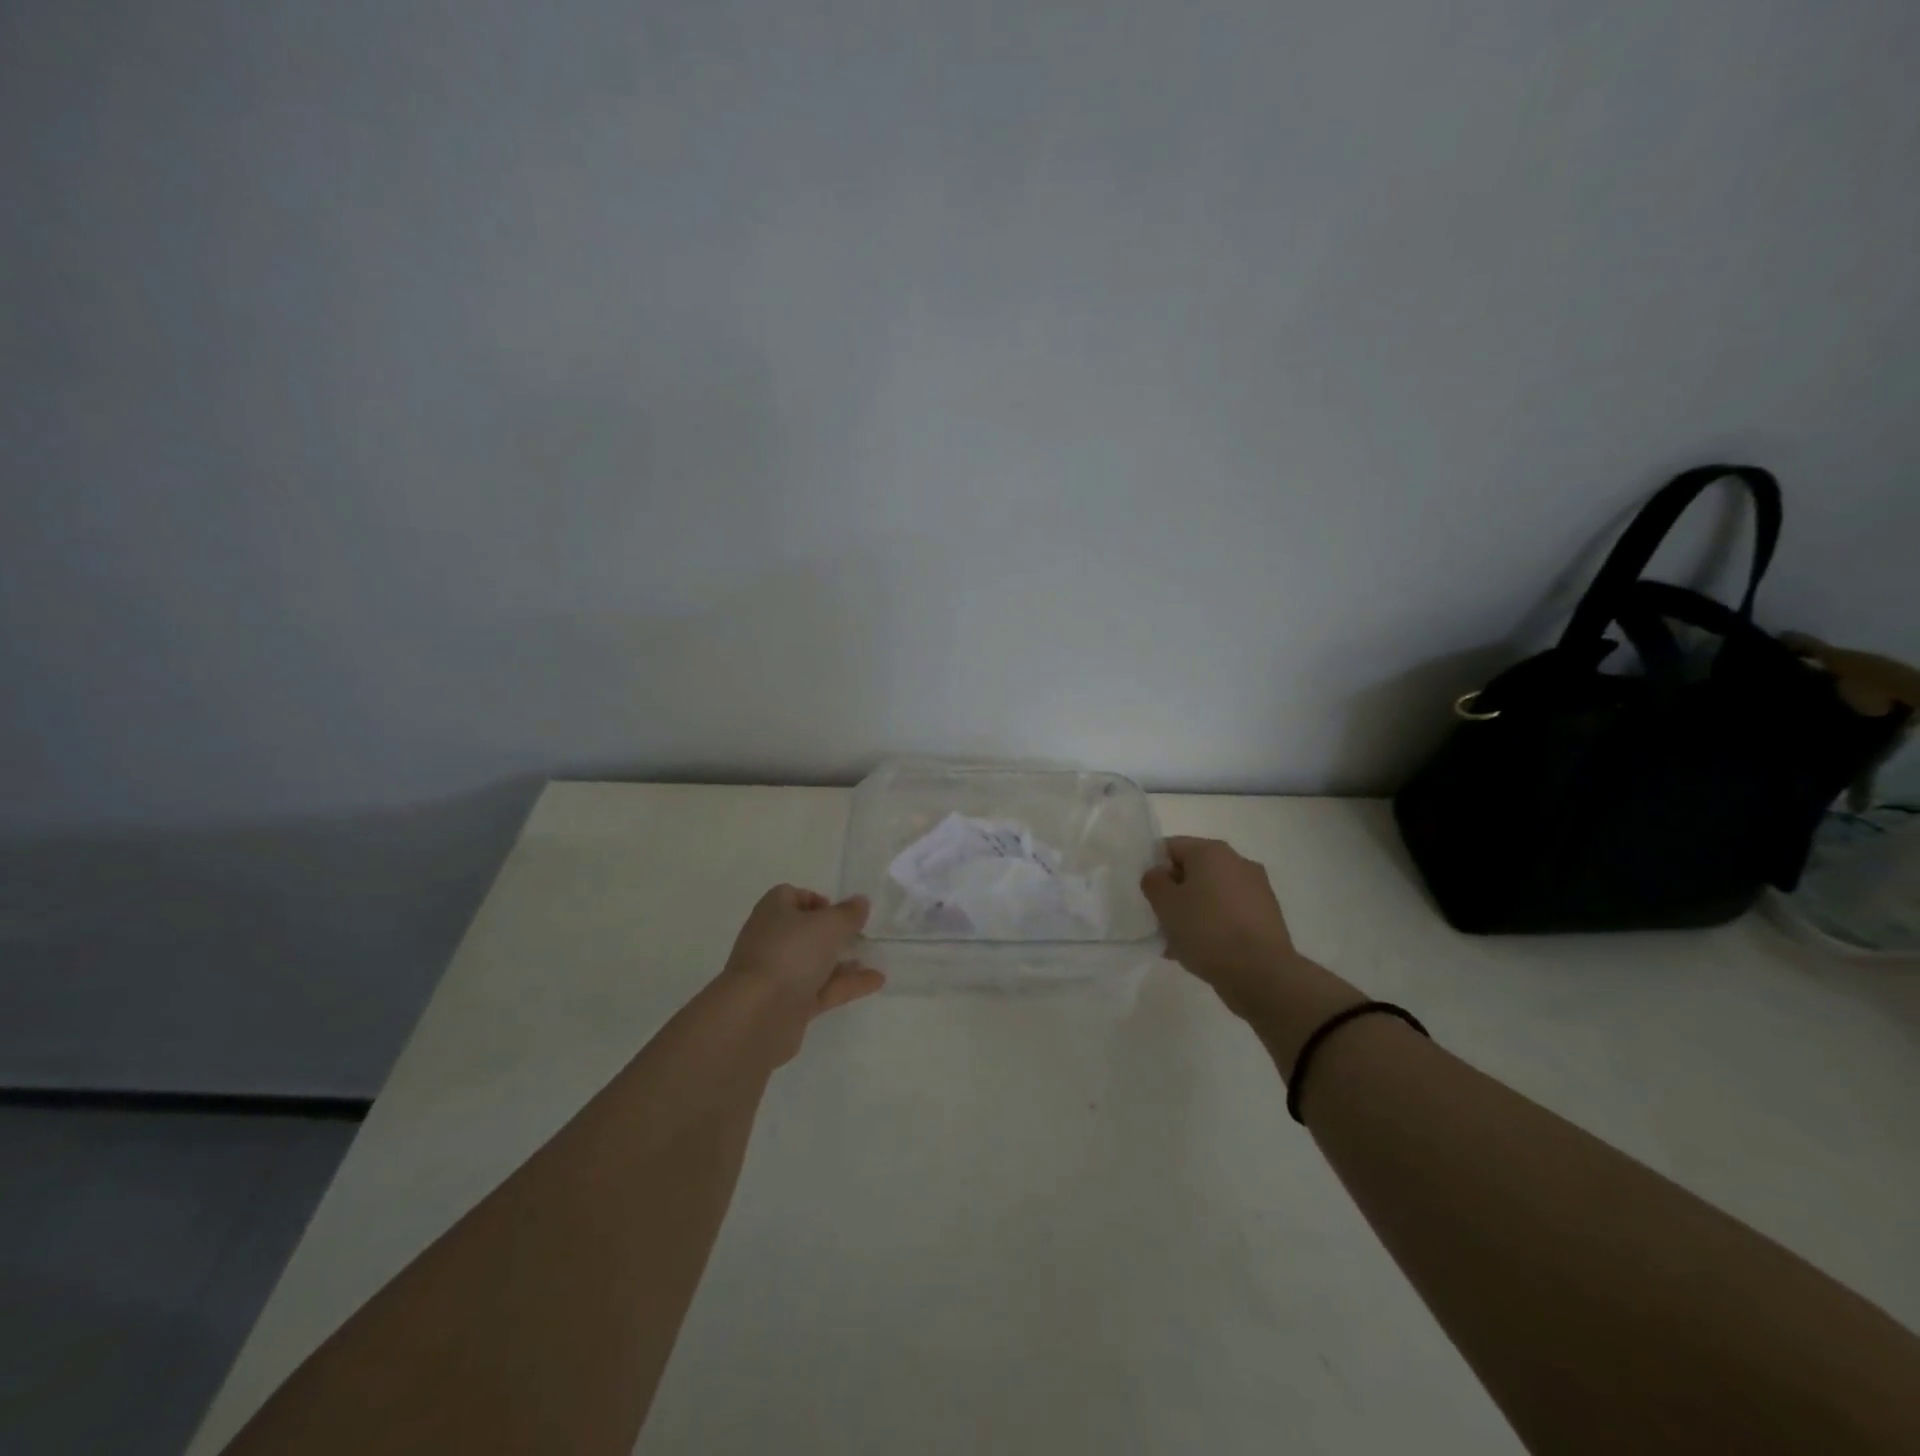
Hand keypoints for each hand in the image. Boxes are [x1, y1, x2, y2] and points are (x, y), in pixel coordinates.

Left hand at [715, 885, 885, 1063]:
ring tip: (874, 957)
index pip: (790, 896)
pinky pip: (821, 989)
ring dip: (842, 961)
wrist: (758, 1015)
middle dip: (832, 932)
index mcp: (772, 913)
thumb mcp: (829, 925)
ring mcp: (778, 975)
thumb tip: (860, 902)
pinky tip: (876, 981)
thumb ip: (848, 913)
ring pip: (814, 963)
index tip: (840, 910)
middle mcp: (771, 941)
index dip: (815, 900)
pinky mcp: (788, 1005)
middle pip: (804, 931)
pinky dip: (846, 984)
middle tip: (860, 934)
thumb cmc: (791, 954)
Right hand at [1140, 837, 1306, 1019]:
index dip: (1154, 868)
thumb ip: (1154, 882)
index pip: (1171, 847)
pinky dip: (1214, 925)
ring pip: (1212, 895)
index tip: (1148, 895)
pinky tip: (1202, 951)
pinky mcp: (1267, 916)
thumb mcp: (1165, 904)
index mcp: (1212, 852)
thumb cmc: (1207, 930)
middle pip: (1193, 871)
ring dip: (1193, 912)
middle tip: (1161, 920)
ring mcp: (1257, 889)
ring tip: (1179, 943)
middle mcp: (1238, 862)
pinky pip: (1229, 914)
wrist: (1262, 974)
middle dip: (1175, 893)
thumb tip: (1160, 875)